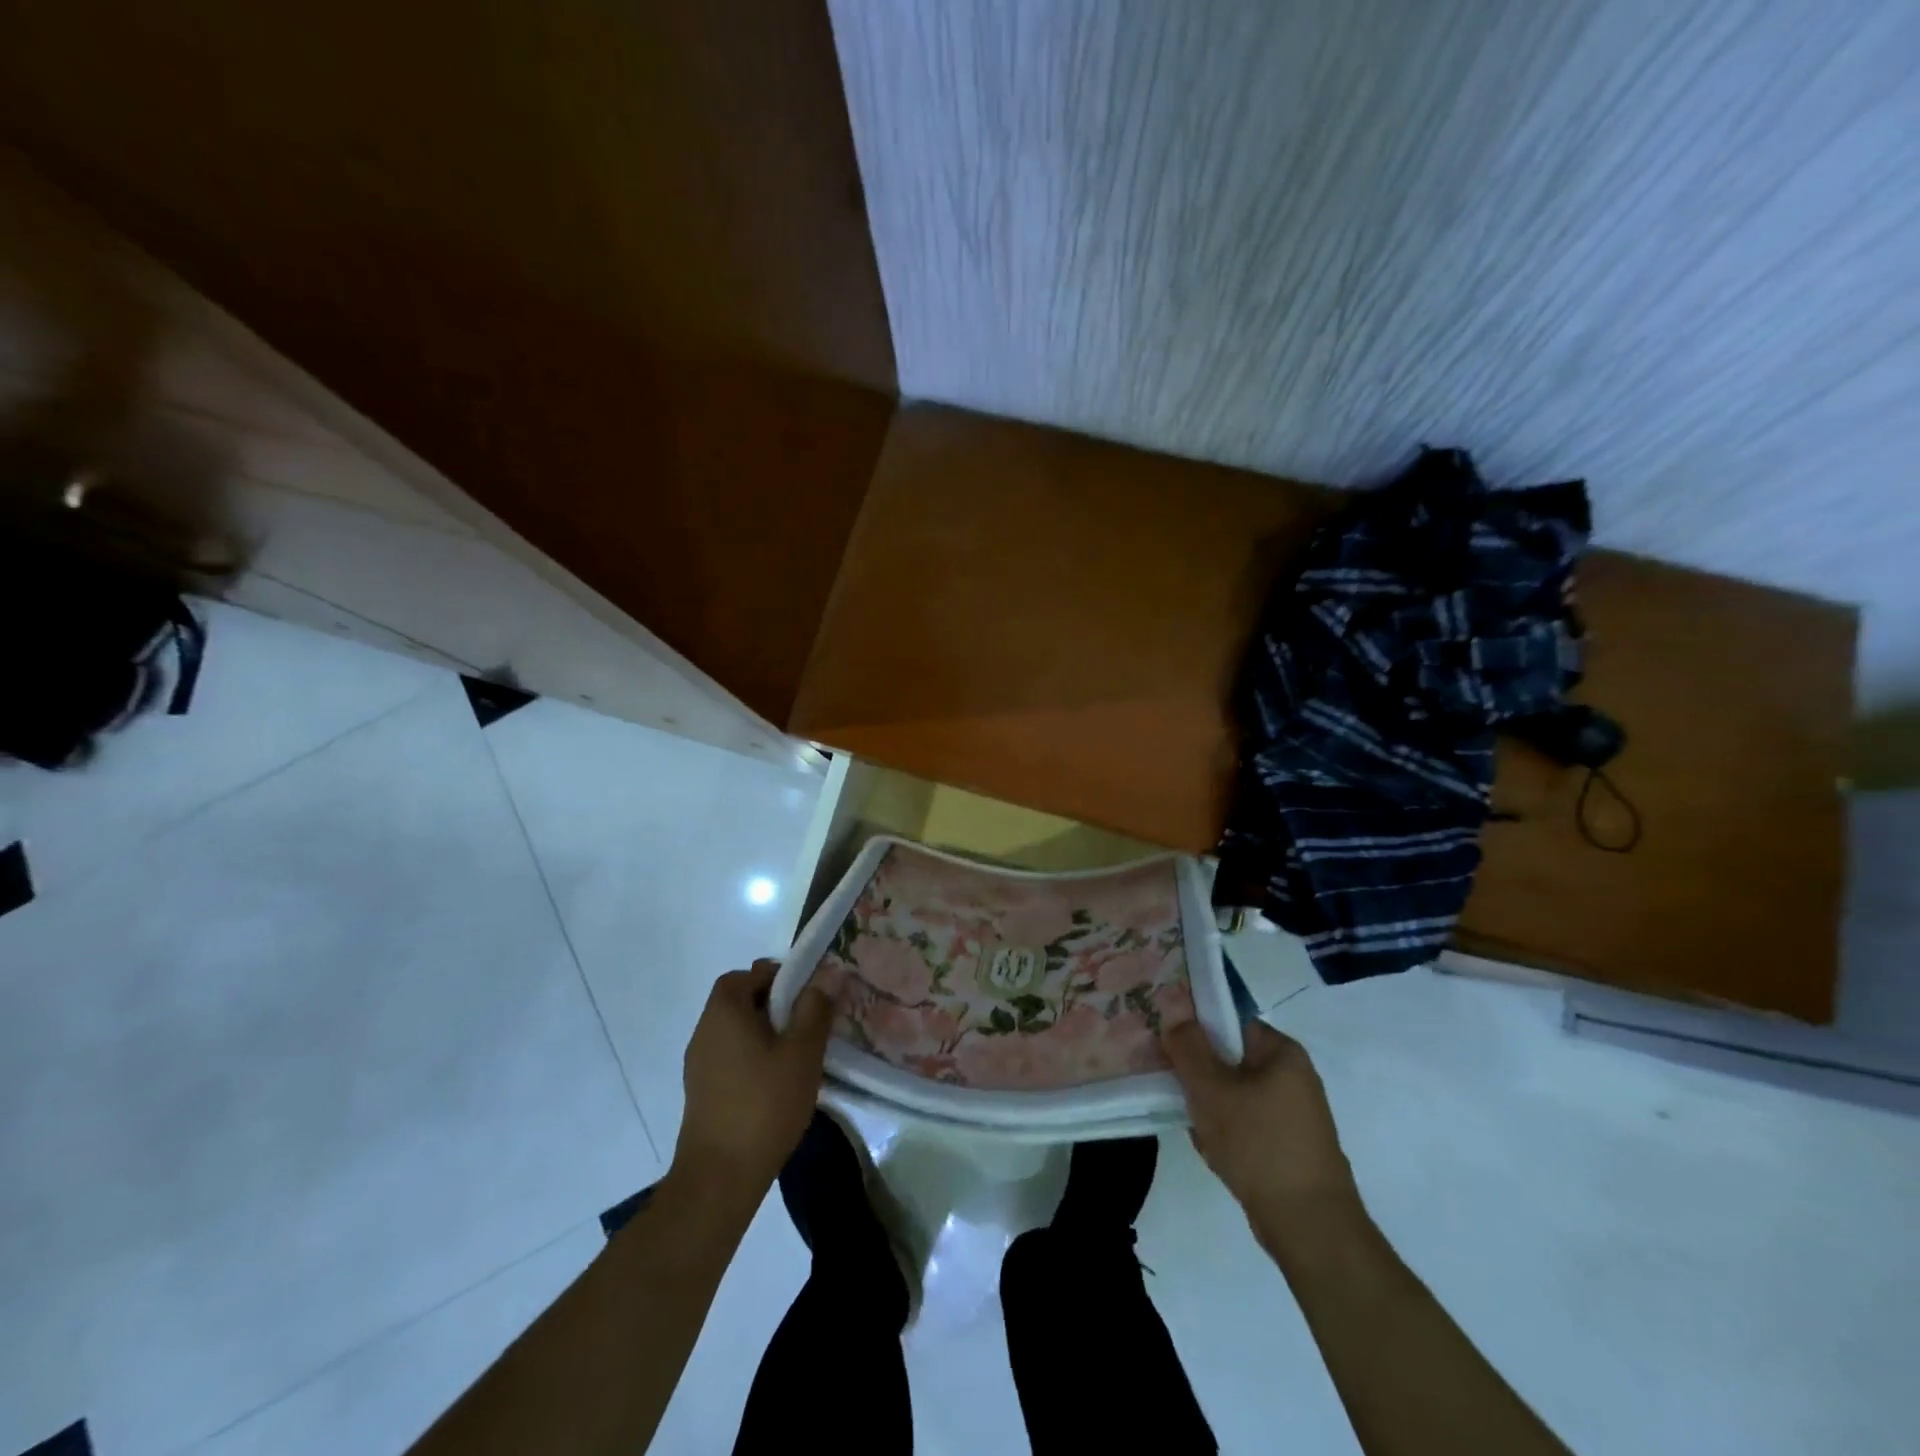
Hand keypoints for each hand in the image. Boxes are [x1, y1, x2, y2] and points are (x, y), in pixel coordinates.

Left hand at [670, 961, 833, 1204]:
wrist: (719, 1178)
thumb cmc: (764, 1104)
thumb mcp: (802, 1052)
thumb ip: (815, 1009)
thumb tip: (825, 976)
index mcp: (724, 1012)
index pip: (747, 975)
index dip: (777, 977)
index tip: (806, 996)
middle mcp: (704, 1031)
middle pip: (739, 1001)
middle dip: (774, 1005)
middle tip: (806, 1025)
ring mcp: (698, 1064)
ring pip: (735, 1031)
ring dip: (764, 1033)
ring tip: (796, 1056)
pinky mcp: (701, 1093)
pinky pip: (730, 1058)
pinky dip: (752, 1058)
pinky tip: (776, 1085)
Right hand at [1163, 1019, 1361, 1245]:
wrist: (1310, 1228)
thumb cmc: (1259, 1145)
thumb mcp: (1212, 1089)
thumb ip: (1188, 1046)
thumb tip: (1174, 1012)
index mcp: (1282, 1052)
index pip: (1229, 1022)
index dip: (1195, 1030)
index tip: (1170, 1050)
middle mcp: (1292, 1076)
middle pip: (1229, 1060)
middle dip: (1200, 1078)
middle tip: (1180, 1094)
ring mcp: (1293, 1113)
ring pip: (1234, 1095)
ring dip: (1210, 1109)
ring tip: (1199, 1130)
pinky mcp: (1289, 1145)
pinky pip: (1246, 1124)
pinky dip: (1227, 1134)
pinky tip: (1216, 1153)